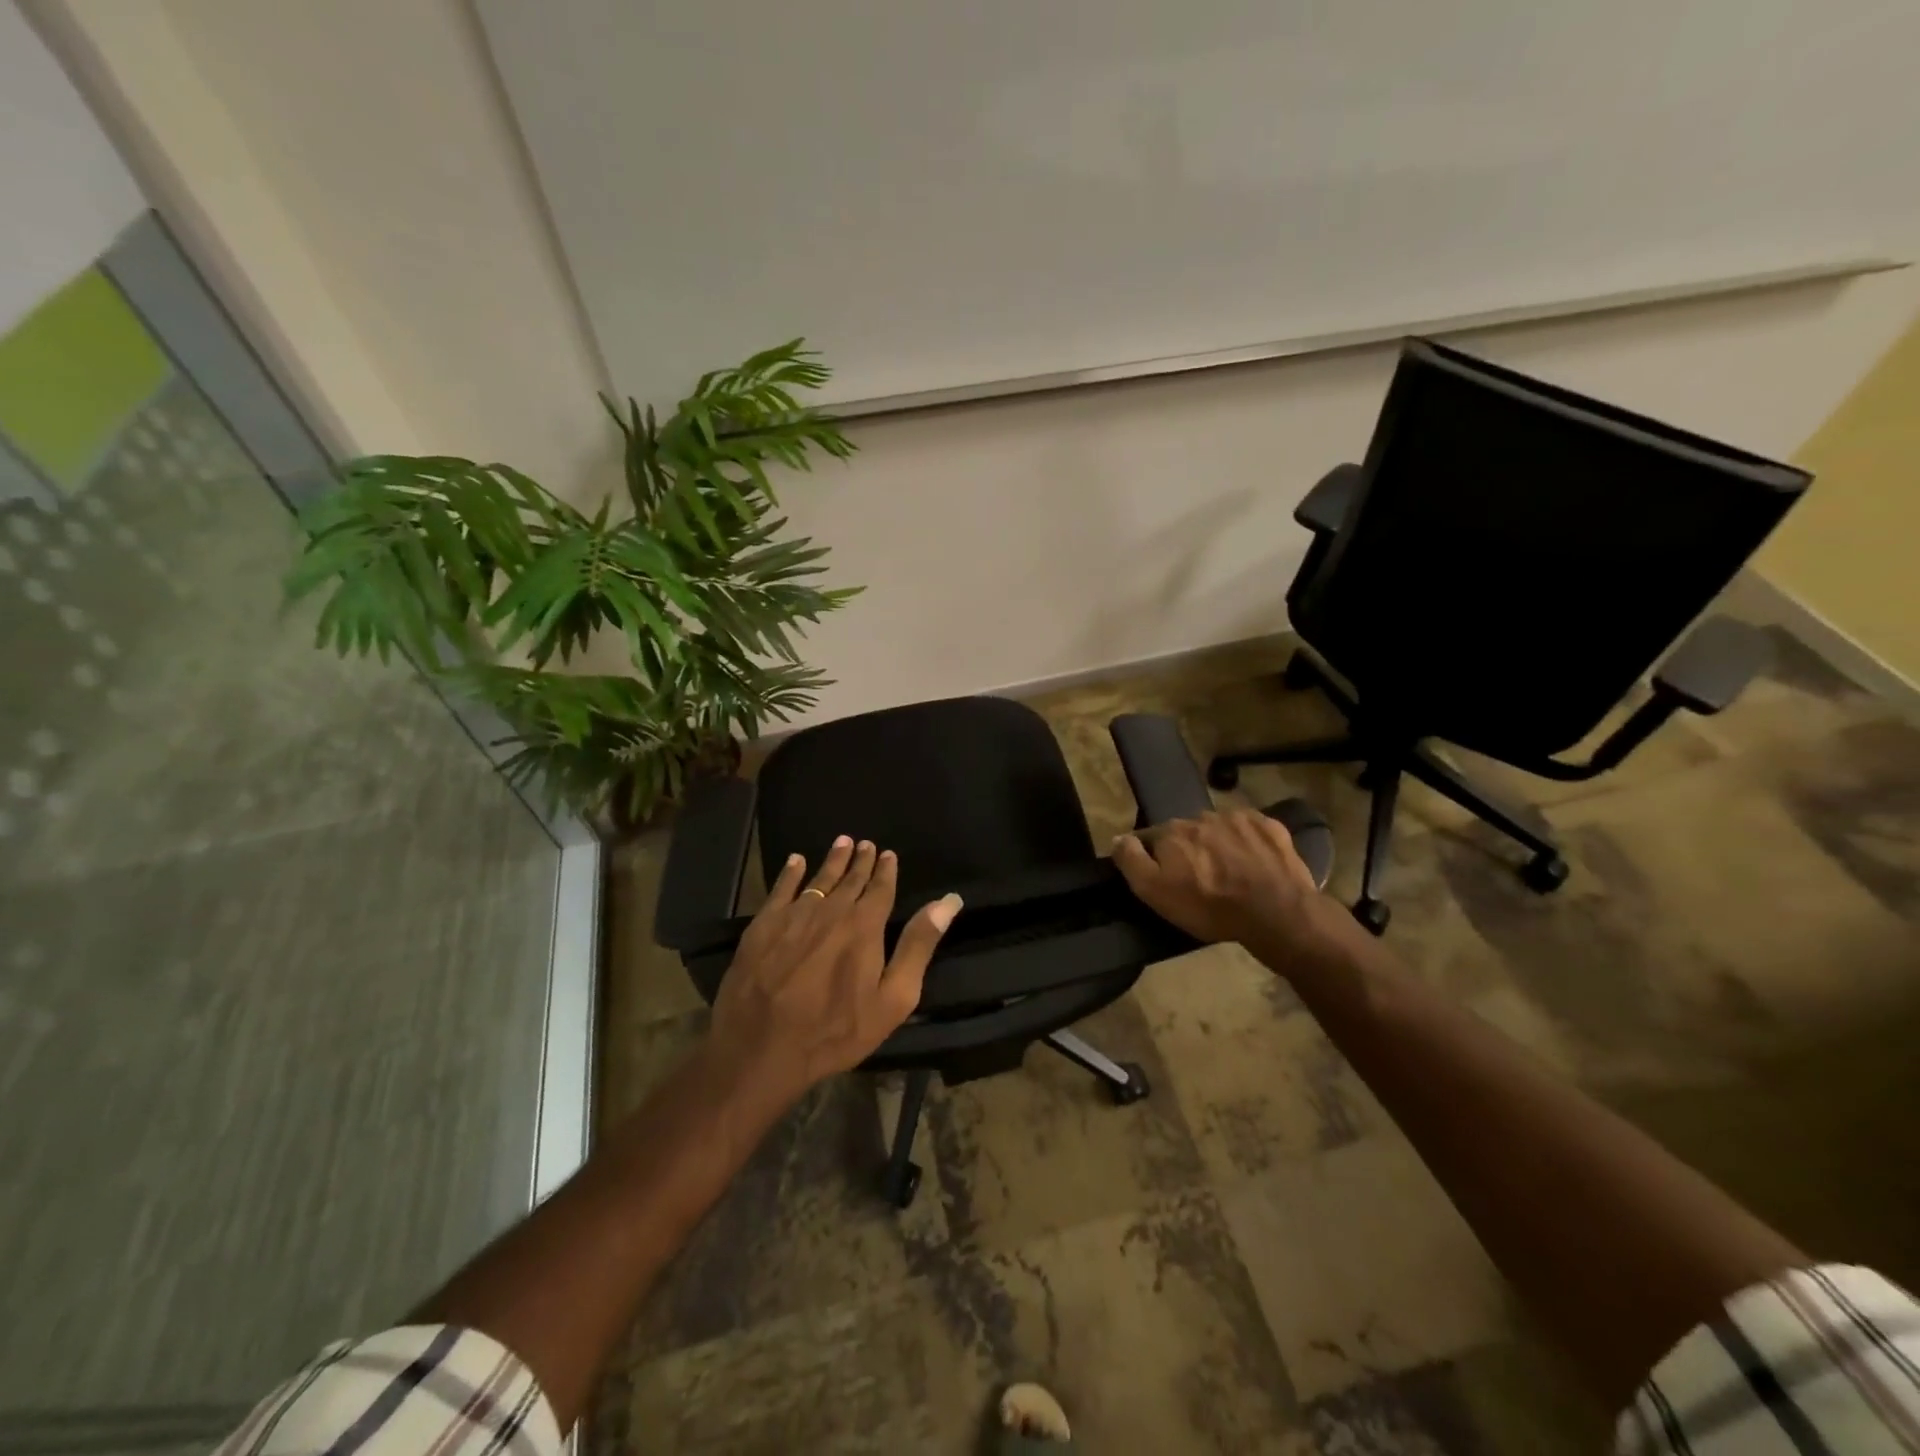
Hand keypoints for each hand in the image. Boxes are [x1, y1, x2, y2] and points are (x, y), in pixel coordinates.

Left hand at [709, 835, 961, 1100]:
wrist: (761, 1048)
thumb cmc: (836, 1030)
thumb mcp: (893, 998)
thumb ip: (919, 945)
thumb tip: (949, 901)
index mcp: (864, 925)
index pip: (880, 888)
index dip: (886, 870)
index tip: (888, 854)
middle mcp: (831, 910)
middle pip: (850, 879)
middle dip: (860, 860)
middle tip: (865, 844)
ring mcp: (793, 915)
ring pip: (818, 879)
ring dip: (832, 860)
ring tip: (841, 842)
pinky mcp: (763, 925)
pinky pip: (781, 889)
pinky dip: (791, 872)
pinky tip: (796, 861)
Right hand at [1112, 808, 1326, 949]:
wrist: (1276, 913)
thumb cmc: (1209, 906)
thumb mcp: (1155, 892)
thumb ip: (1131, 861)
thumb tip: (1117, 838)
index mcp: (1172, 831)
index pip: (1152, 838)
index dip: (1155, 857)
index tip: (1165, 877)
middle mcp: (1201, 816)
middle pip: (1187, 832)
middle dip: (1190, 849)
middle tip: (1200, 879)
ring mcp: (1238, 818)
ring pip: (1219, 828)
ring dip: (1219, 844)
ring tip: (1230, 873)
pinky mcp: (1270, 826)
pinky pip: (1251, 830)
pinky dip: (1249, 842)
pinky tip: (1255, 864)